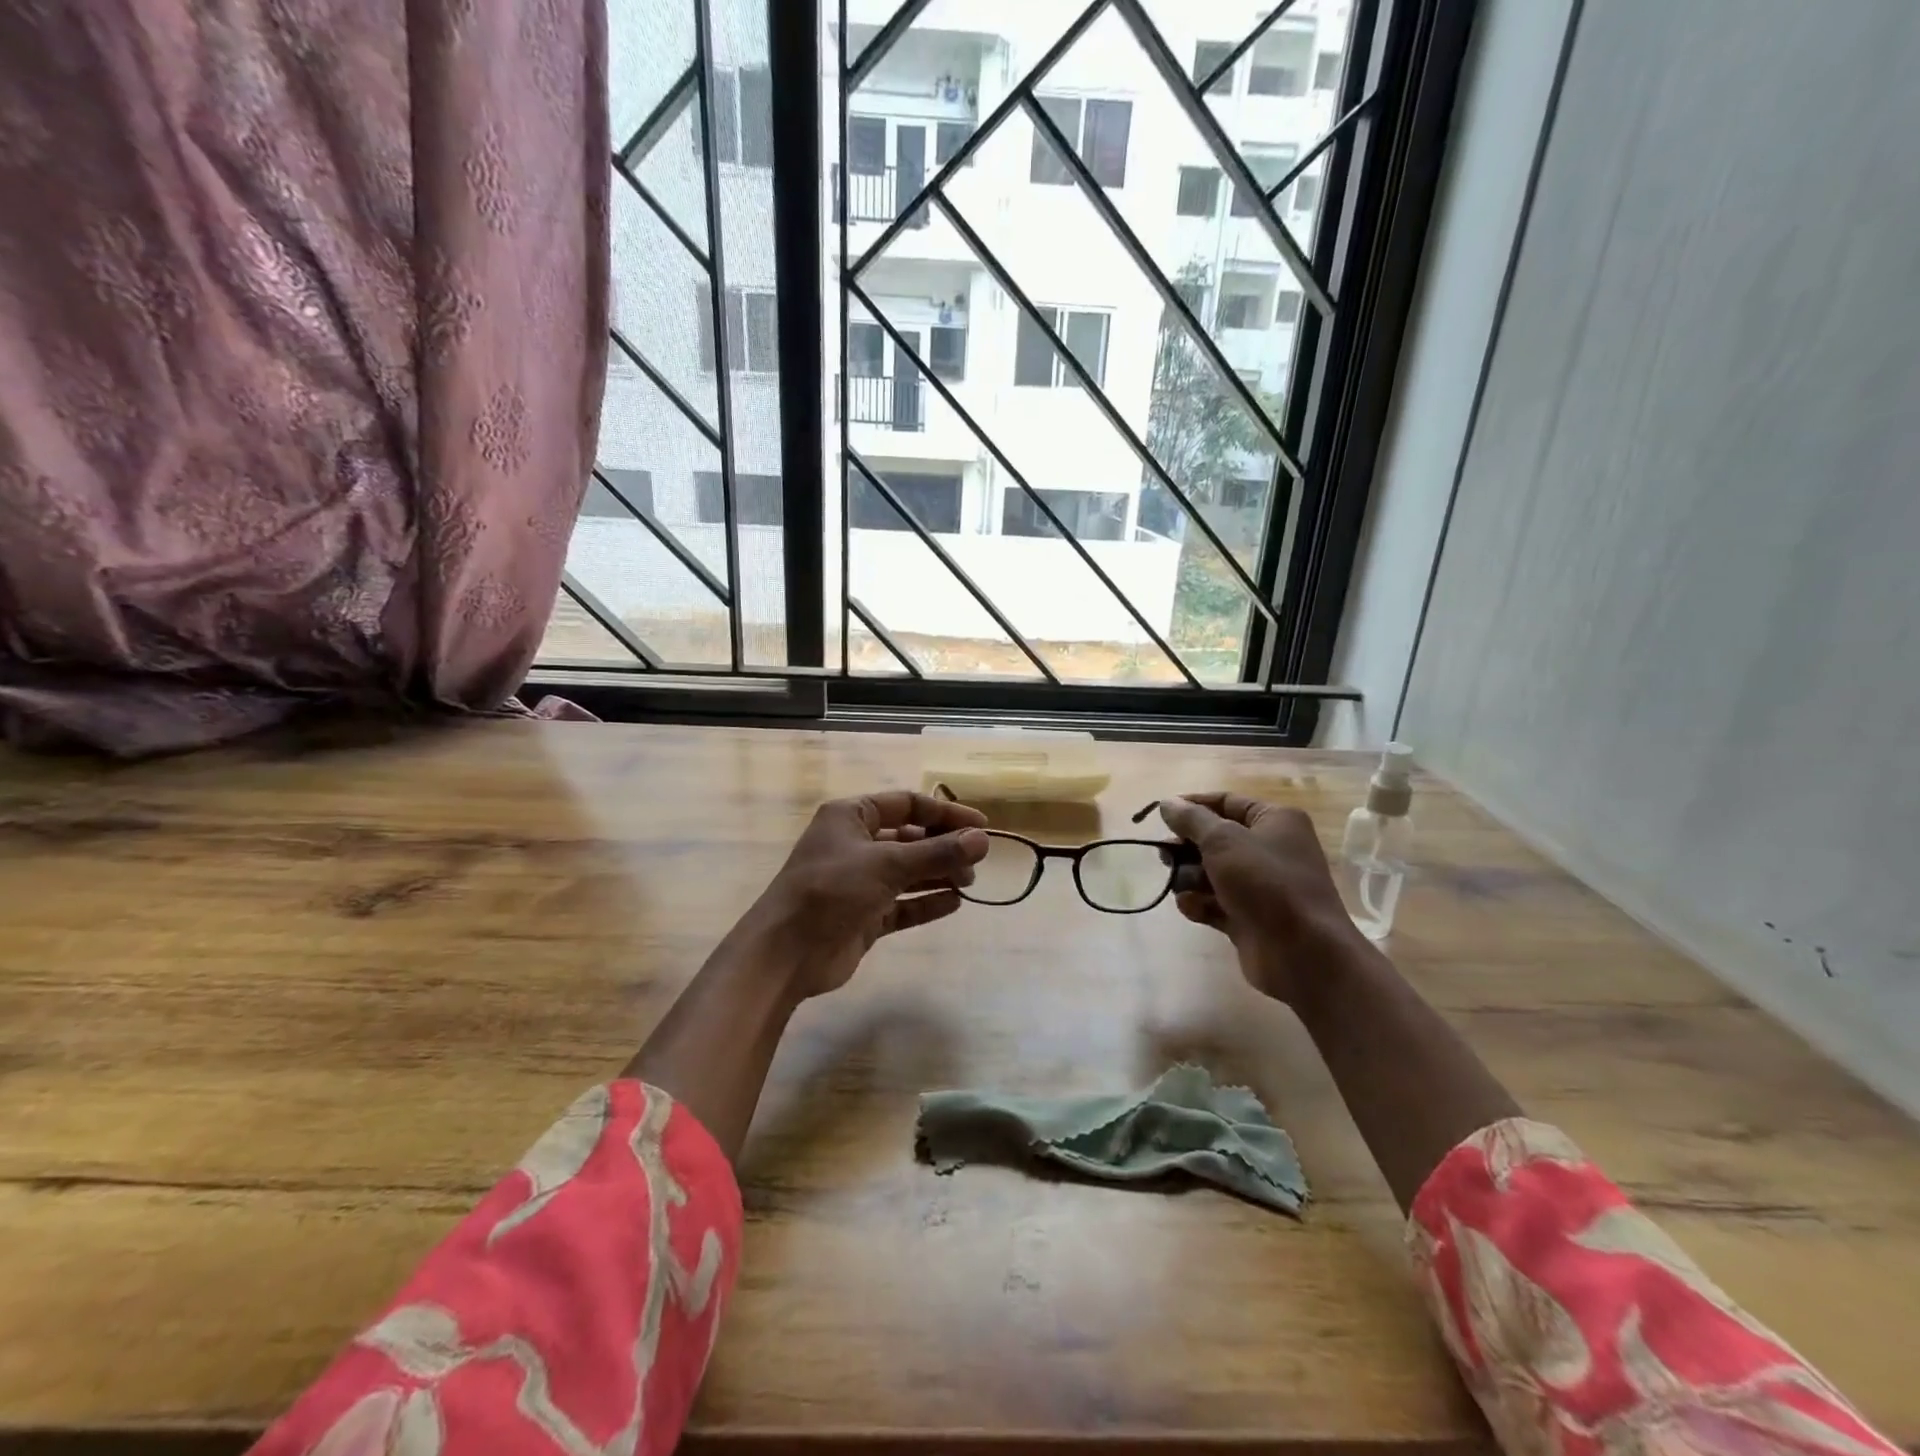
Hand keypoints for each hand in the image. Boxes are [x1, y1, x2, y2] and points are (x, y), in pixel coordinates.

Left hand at [744, 790, 989, 999]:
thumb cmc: (832, 890)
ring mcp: (859, 882)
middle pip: (910, 838)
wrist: (785, 954)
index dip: (945, 813)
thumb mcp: (887, 864)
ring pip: (908, 872)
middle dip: (944, 847)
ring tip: (969, 882)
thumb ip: (937, 852)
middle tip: (976, 861)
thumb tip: (983, 840)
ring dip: (938, 874)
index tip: (981, 826)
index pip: (907, 804)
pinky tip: (954, 904)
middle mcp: (855, 844)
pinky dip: (926, 902)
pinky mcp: (864, 916)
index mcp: (851, 817)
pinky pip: (902, 904)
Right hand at [1158, 793, 1362, 1004]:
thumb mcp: (1223, 840)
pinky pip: (1214, 902)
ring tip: (1183, 887)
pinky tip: (1192, 908)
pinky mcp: (1248, 918)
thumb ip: (1191, 819)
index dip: (1192, 806)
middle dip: (1186, 848)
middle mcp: (1269, 849)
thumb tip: (1166, 803)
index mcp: (1274, 821)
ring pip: (1210, 873)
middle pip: (1214, 839)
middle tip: (1164, 856)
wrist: (1301, 952)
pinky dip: (1200, 904)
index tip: (1160, 814)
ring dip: (1190, 878)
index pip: (1226, 802)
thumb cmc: (1265, 882)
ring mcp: (1259, 886)